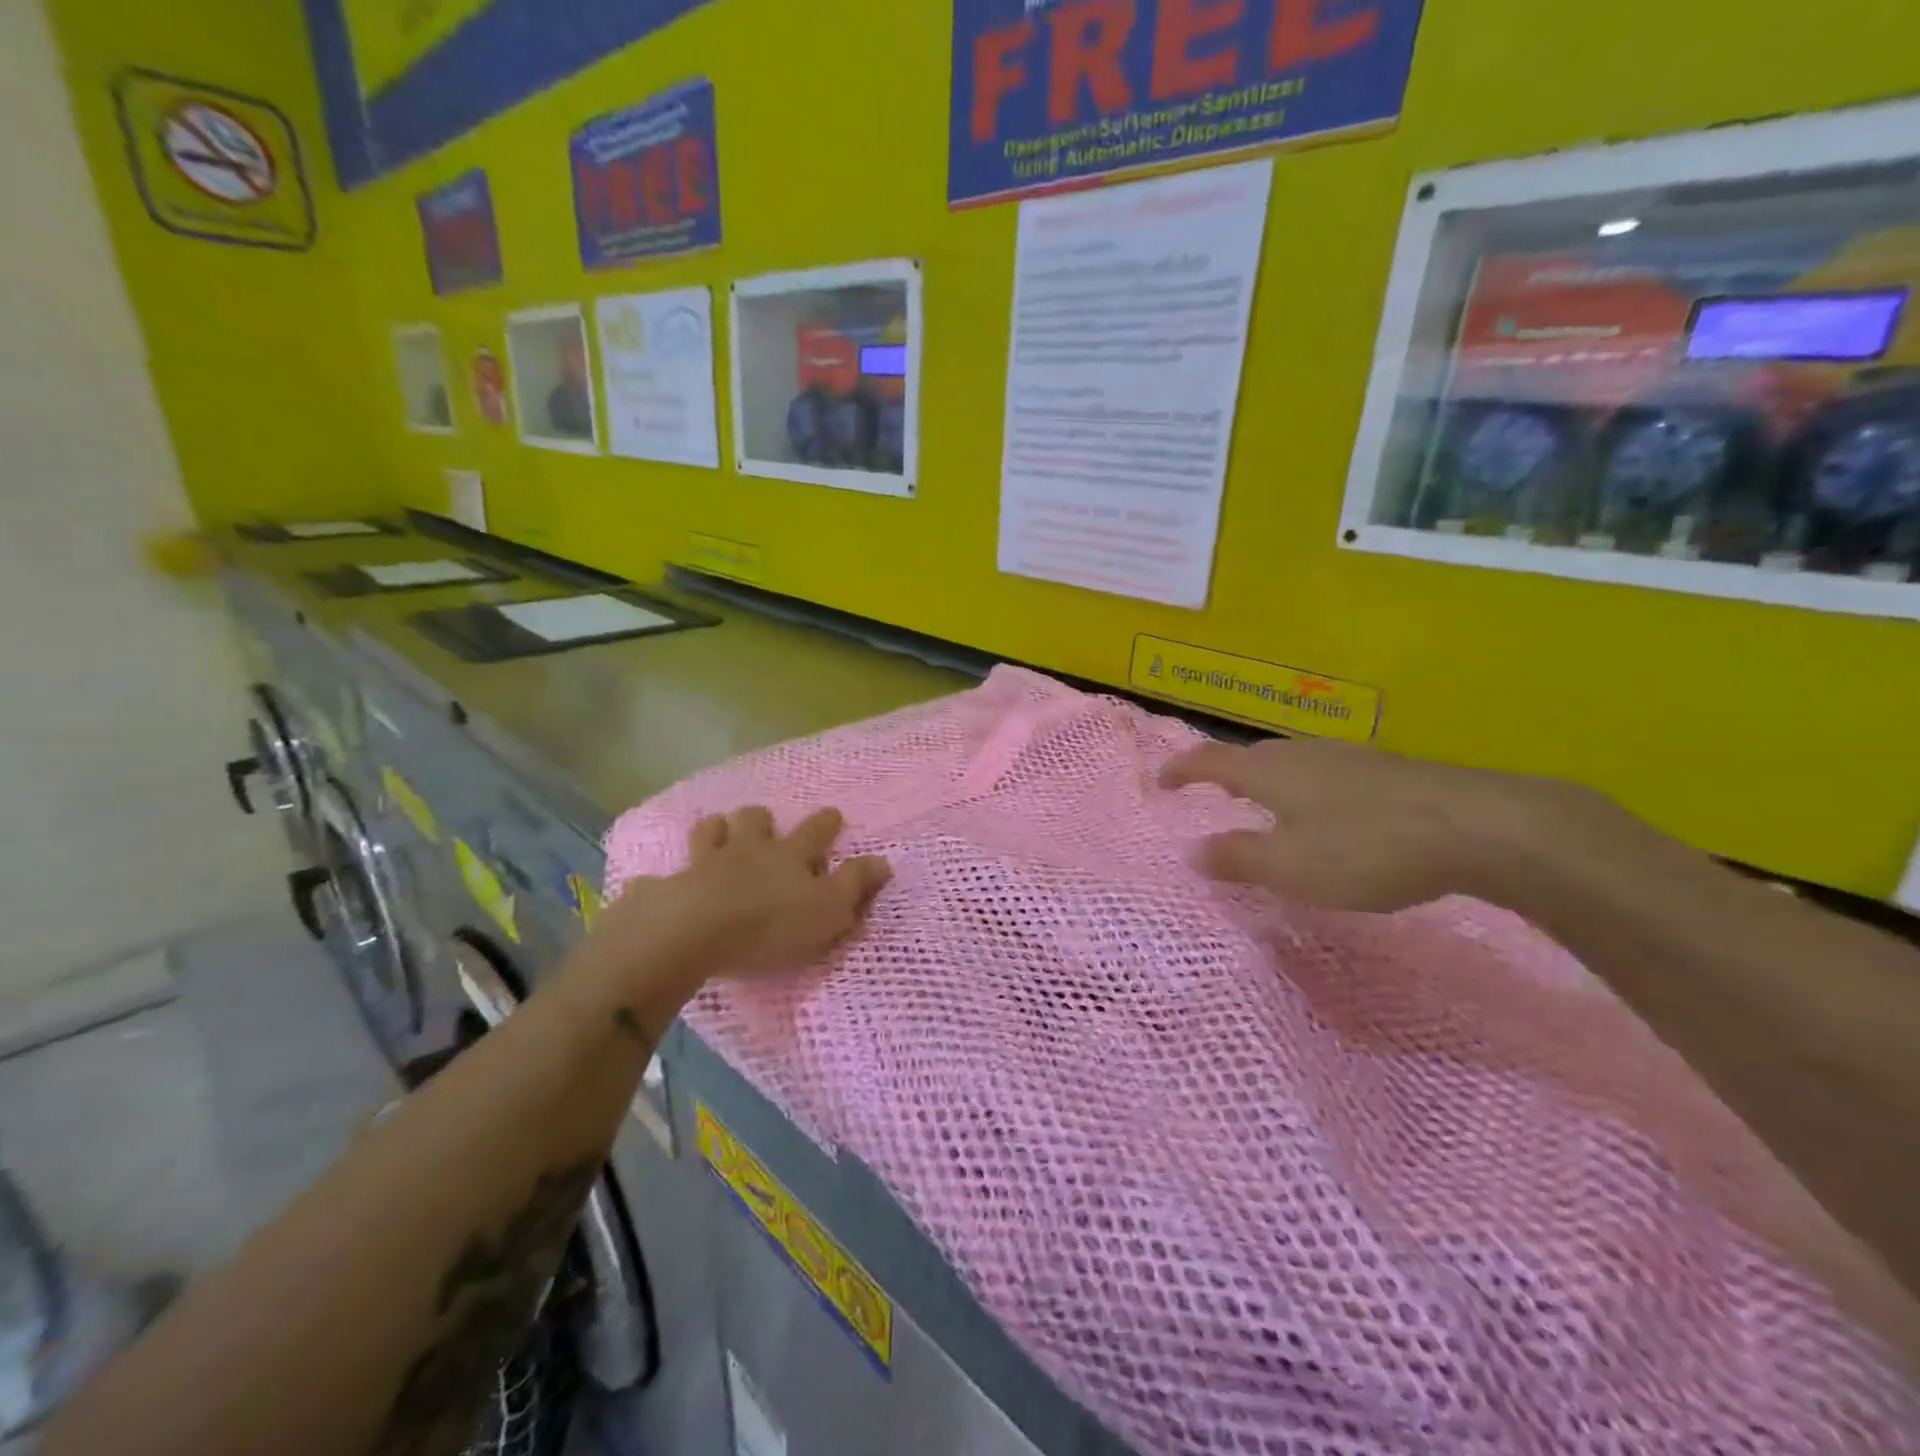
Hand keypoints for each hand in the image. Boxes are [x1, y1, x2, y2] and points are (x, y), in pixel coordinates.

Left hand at [589, 806, 891, 987]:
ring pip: (710, 832)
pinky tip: (655, 884)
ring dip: (716, 830)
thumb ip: (855, 885)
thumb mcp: (828, 909)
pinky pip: (660, 878)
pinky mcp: (667, 887)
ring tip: (717, 832)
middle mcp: (747, 850)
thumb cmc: (770, 924)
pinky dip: (660, 879)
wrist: (692, 932)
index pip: (814, 831)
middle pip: (755, 820)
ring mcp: (703, 863)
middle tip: (765, 823)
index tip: (832, 814)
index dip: (826, 822)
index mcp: (788, 856)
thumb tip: (883, 861)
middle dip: (762, 819)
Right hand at [1160, 737, 1586, 912]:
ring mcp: (1350, 757)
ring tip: (1265, 802)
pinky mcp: (1388, 771)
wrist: (1478, 826)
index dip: (1182, 769)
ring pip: (1293, 761)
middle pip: (1253, 755)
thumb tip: (1191, 851)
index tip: (1161, 780)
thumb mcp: (1290, 866)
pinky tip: (1328, 811)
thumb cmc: (1366, 847)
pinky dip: (1307, 788)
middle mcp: (1305, 754)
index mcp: (1271, 772)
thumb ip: (1237, 858)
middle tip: (1213, 791)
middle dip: (1225, 771)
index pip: (1211, 761)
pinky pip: (1327, 773)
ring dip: (1268, 779)